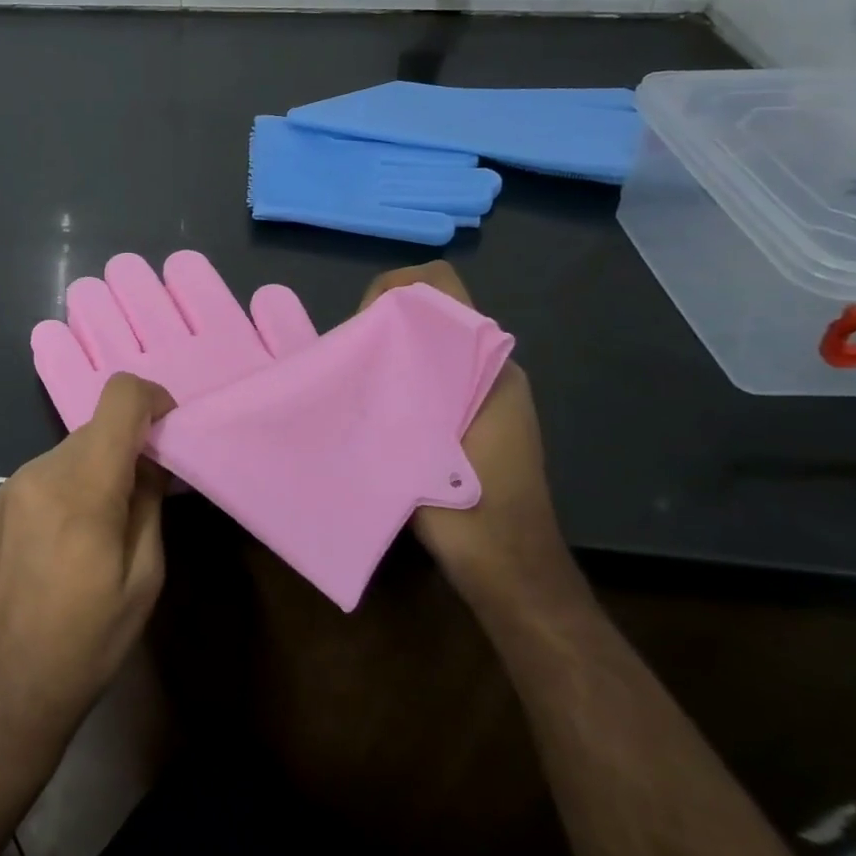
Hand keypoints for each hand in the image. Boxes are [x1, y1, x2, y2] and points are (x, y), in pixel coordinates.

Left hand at [0, 373, 173, 764]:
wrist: (0, 689)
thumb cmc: (86, 643)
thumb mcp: (143, 579)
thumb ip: (149, 503)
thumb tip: (153, 459)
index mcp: (82, 487)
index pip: (120, 399)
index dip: (153, 399)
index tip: (170, 431)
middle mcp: (42, 471)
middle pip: (98, 427)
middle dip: (130, 446)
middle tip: (151, 491)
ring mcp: (13, 484)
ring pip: (72, 450)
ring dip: (100, 468)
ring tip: (109, 526)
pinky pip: (48, 473)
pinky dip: (72, 484)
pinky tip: (72, 538)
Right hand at [357, 262, 575, 607]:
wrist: (507, 567)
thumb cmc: (469, 504)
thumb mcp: (422, 436)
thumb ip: (396, 386)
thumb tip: (355, 349)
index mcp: (487, 361)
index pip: (439, 287)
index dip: (394, 290)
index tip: (362, 324)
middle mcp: (488, 369)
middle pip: (429, 316)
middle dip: (384, 324)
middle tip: (348, 359)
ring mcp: (482, 396)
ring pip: (426, 350)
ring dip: (388, 356)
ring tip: (352, 385)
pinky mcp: (471, 422)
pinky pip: (431, 380)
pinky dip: (400, 382)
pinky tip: (372, 414)